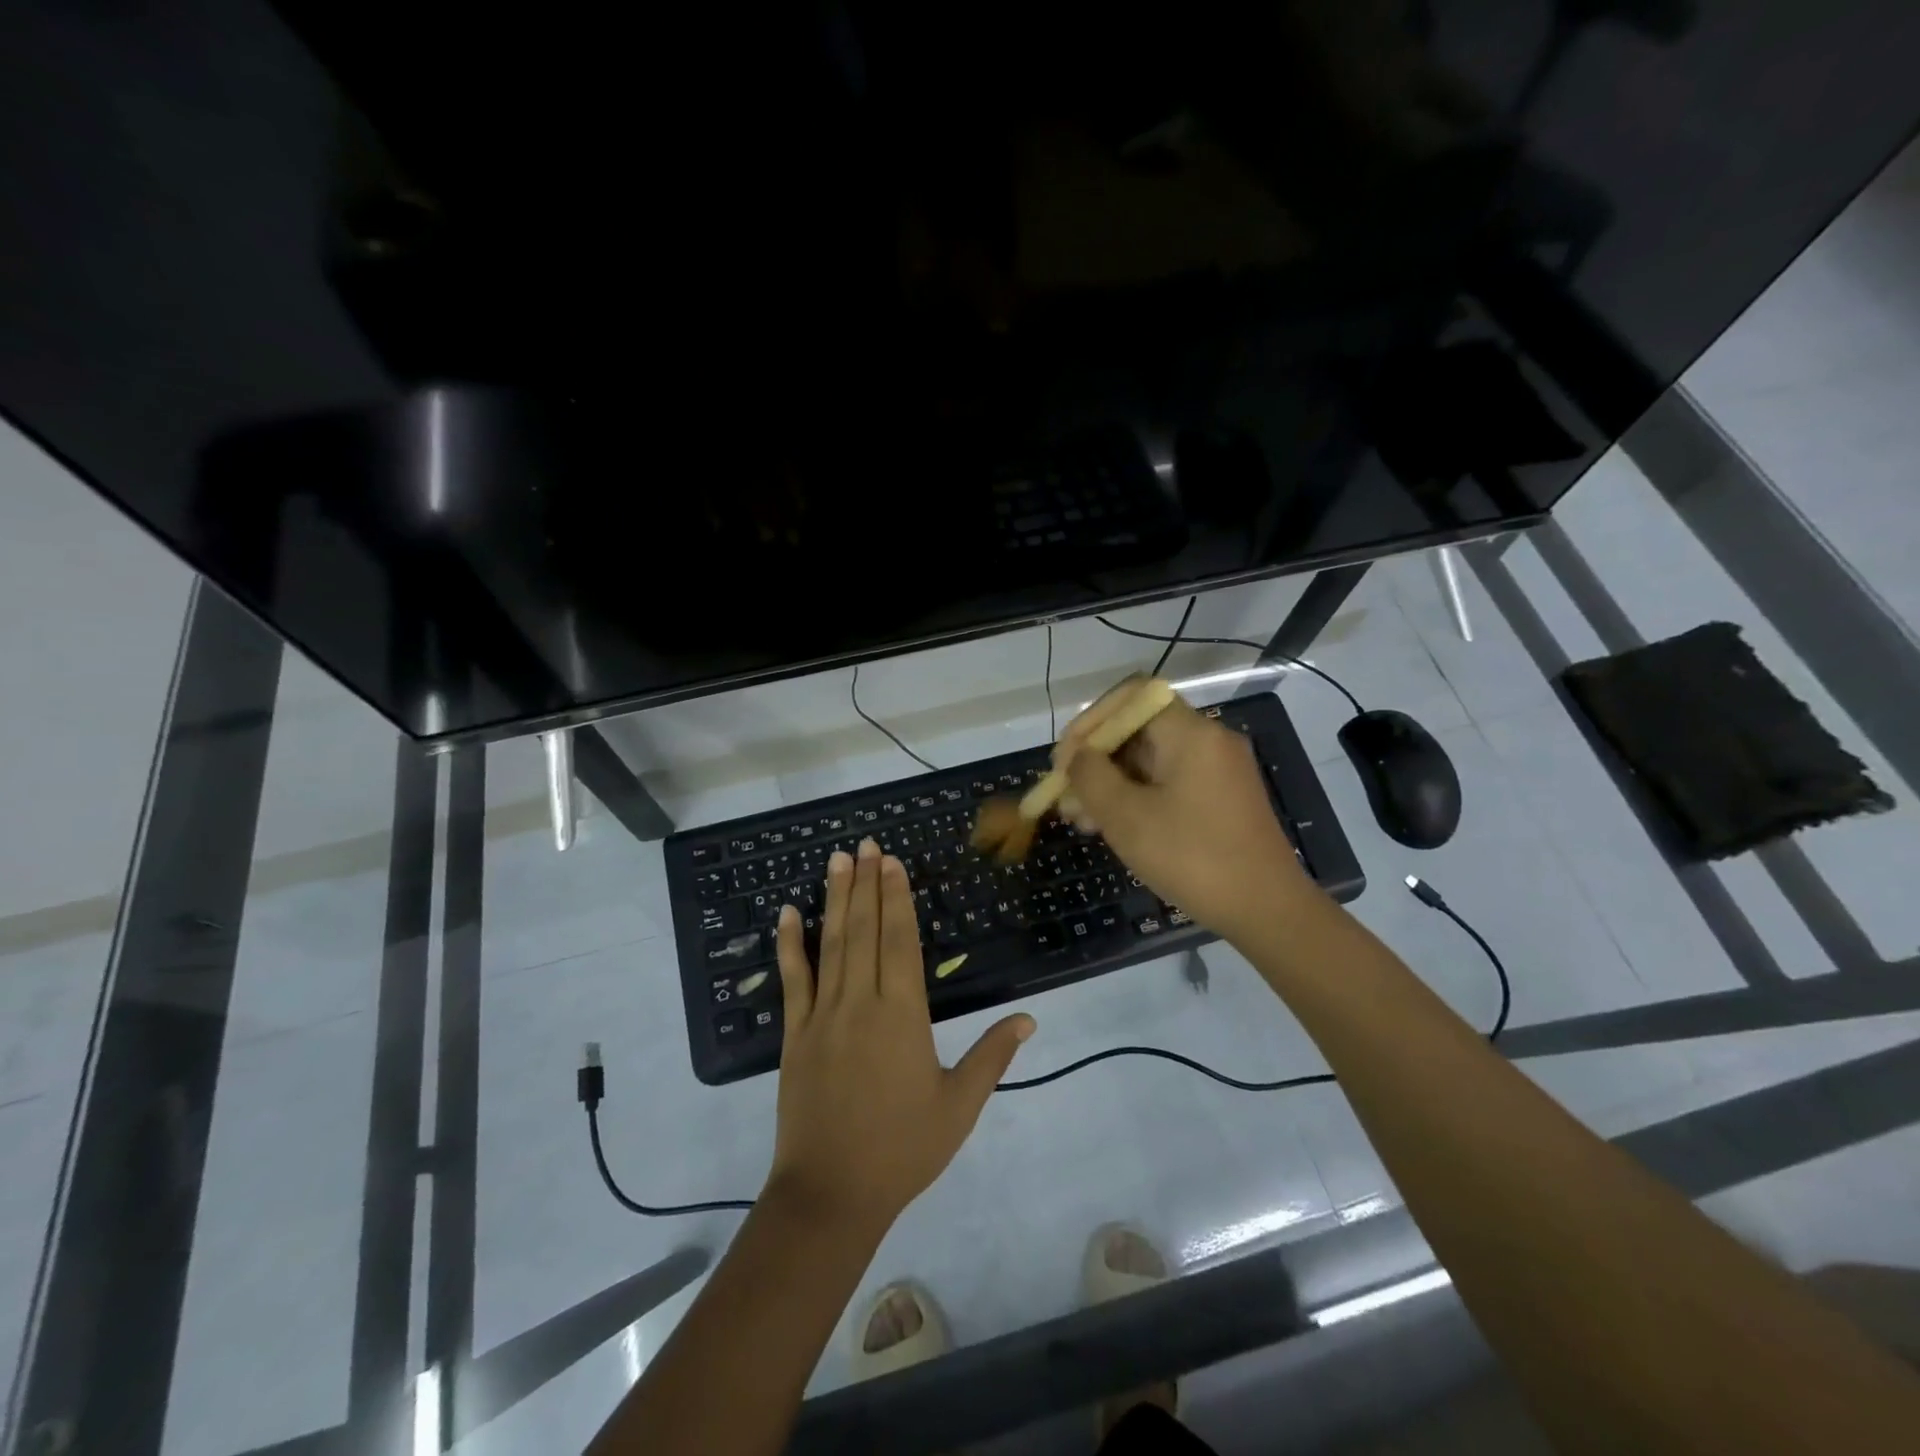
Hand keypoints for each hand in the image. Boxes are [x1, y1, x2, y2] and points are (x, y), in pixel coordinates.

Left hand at [768, 838, 1034, 1234]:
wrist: (831, 1193)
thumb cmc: (903, 1149)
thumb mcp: (959, 1105)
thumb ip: (993, 1055)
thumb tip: (1029, 1018)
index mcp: (903, 1015)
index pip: (900, 941)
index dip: (896, 898)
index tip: (892, 863)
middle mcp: (861, 1002)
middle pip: (864, 930)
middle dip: (866, 883)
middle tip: (866, 845)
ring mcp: (822, 1015)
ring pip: (831, 944)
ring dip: (835, 899)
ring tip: (838, 860)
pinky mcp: (794, 1034)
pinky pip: (792, 980)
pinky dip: (789, 944)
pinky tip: (787, 913)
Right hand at [1054, 683, 1309, 941]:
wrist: (1267, 910)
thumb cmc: (1192, 858)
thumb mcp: (1127, 817)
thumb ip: (1091, 776)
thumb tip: (1077, 757)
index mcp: (1191, 733)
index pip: (1131, 696)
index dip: (1091, 720)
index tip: (1065, 760)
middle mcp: (1208, 741)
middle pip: (1139, 728)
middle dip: (1095, 758)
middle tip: (1065, 795)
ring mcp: (1218, 770)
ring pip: (1150, 759)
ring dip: (1110, 782)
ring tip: (1079, 819)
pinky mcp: (1220, 798)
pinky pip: (1168, 782)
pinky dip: (1136, 796)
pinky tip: (1110, 827)